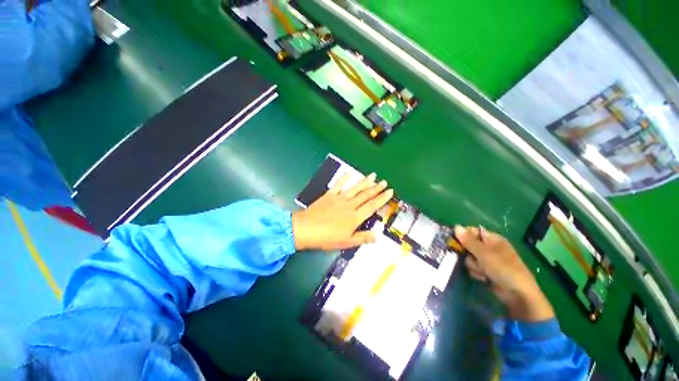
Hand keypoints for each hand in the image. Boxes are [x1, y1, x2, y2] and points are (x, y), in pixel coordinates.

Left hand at [292, 173, 393, 250]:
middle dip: (376, 188)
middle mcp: (350, 205)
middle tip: (384, 181)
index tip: (390, 191)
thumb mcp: (347, 242)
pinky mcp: (329, 195)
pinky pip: (338, 184)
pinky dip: (344, 178)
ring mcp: (339, 198)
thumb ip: (363, 238)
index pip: (372, 206)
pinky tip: (349, 173)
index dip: (382, 198)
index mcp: (355, 217)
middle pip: (366, 195)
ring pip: (355, 188)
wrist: (307, 229)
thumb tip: (379, 236)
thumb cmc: (327, 238)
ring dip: (365, 181)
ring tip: (373, 175)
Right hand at [456, 226, 554, 321]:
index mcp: (492, 239)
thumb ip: (469, 240)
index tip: (454, 241)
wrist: (518, 294)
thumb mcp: (484, 253)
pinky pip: (474, 267)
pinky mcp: (487, 271)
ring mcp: (488, 260)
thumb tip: (456, 226)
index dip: (463, 235)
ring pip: (469, 258)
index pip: (472, 231)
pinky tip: (484, 278)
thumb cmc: (503, 269)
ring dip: (473, 265)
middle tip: (472, 259)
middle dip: (468, 254)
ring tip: (482, 271)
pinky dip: (477, 272)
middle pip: (468, 245)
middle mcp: (490, 247)